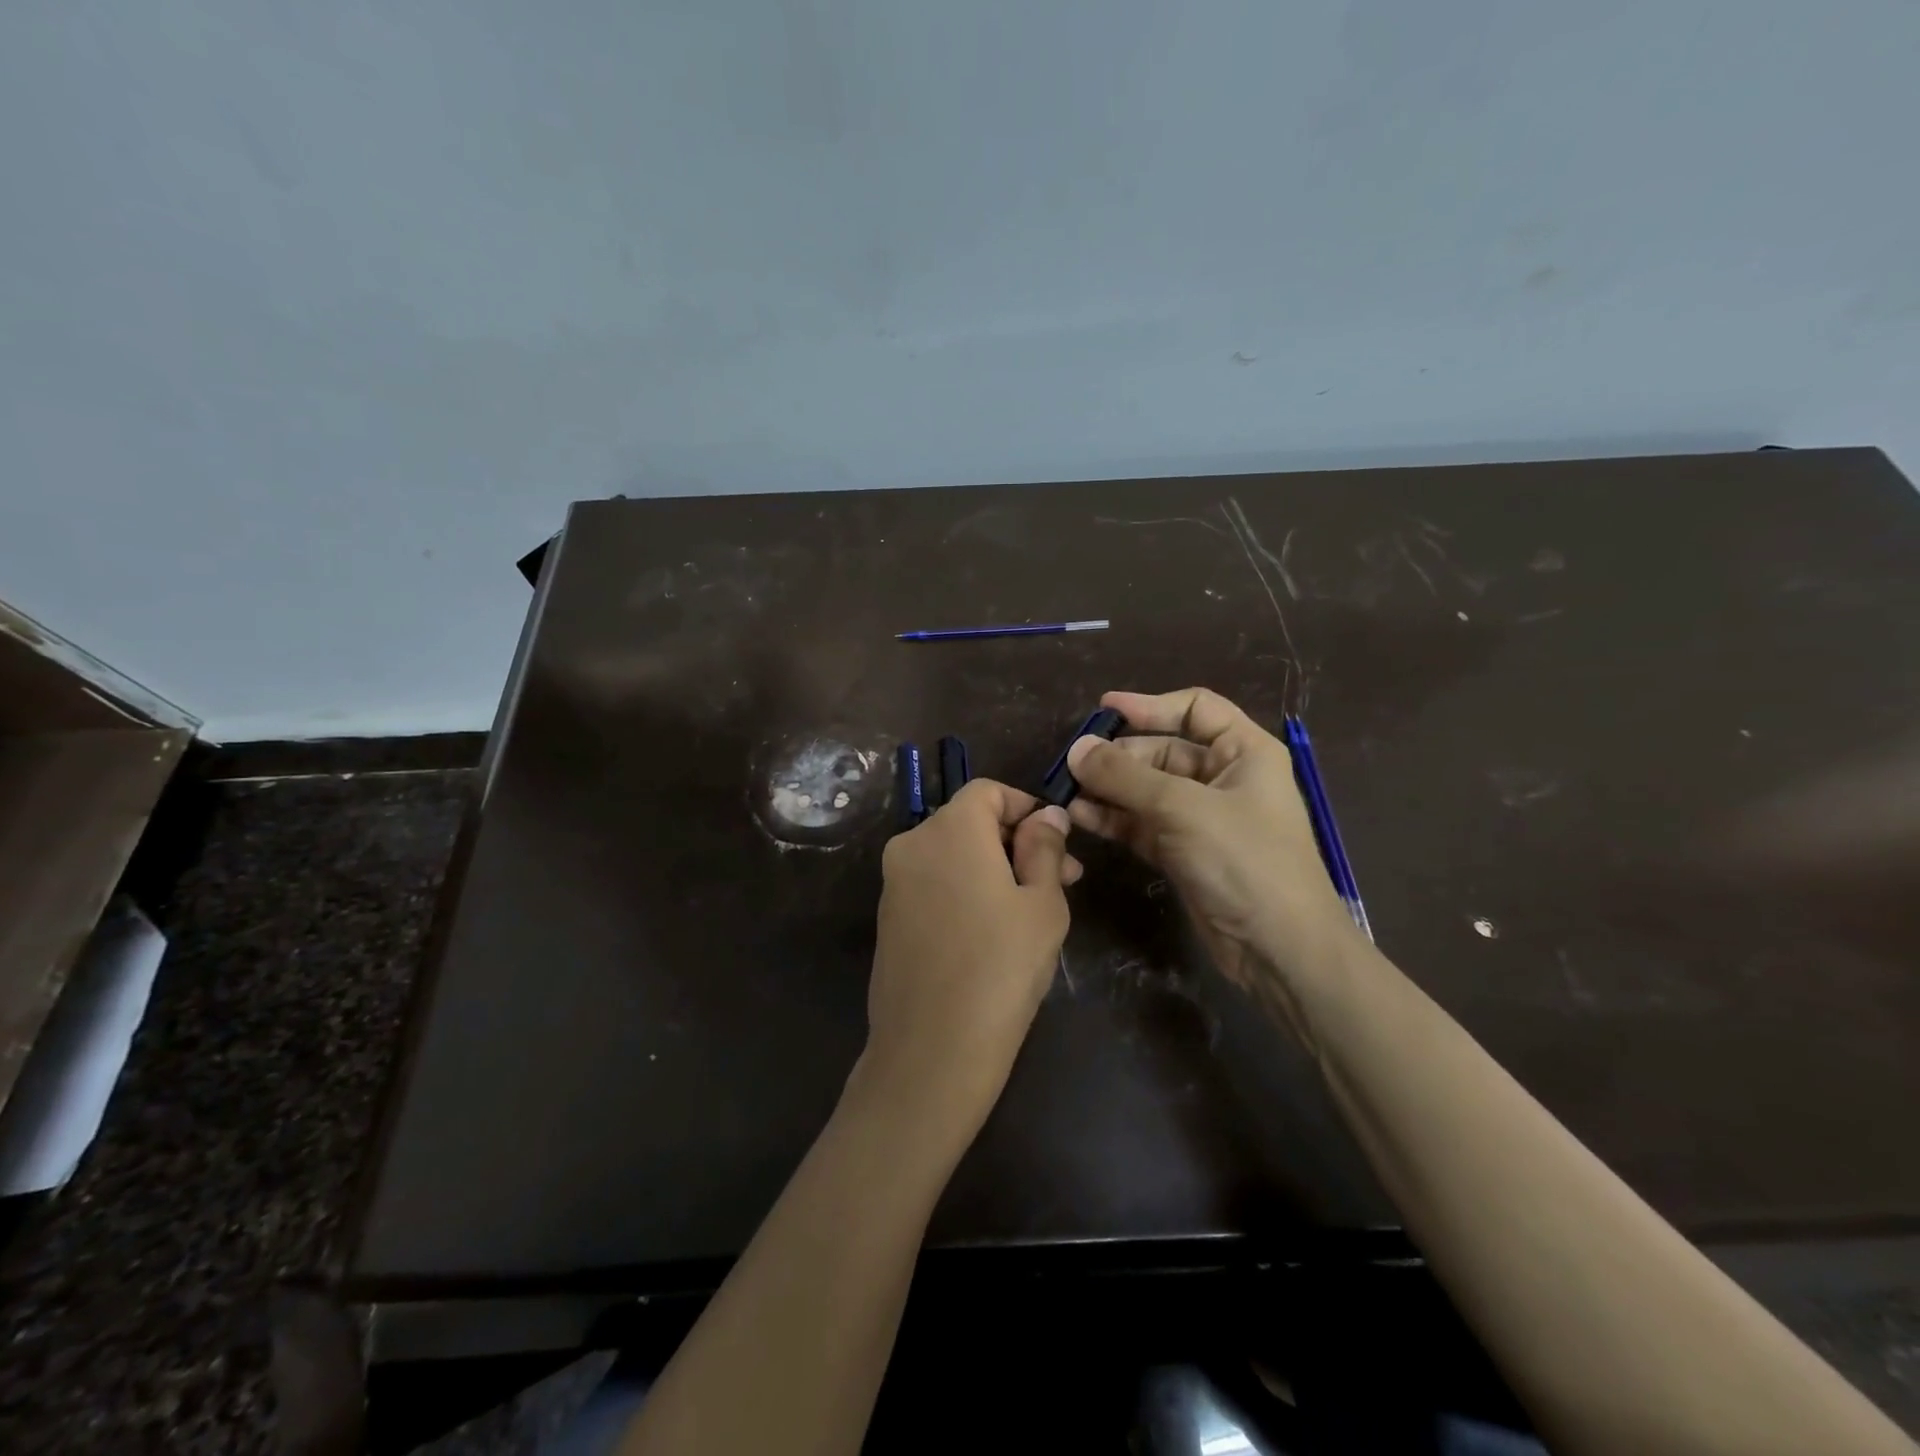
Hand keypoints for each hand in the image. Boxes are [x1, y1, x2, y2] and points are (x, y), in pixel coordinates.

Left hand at [857, 780, 1077, 1143]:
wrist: (931, 1051)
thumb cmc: (1001, 968)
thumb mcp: (1043, 904)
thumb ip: (1045, 848)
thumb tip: (1046, 816)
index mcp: (949, 829)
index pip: (988, 791)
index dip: (1027, 807)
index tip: (1059, 842)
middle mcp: (912, 844)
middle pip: (970, 822)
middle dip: (1017, 842)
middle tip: (1062, 880)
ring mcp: (894, 883)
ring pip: (953, 855)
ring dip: (995, 868)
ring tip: (1035, 909)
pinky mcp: (888, 918)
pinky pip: (934, 884)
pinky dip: (966, 890)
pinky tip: (995, 931)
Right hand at [1065, 688, 1357, 1000]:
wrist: (1278, 948)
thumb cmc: (1244, 861)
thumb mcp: (1183, 808)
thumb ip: (1125, 777)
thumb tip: (1076, 749)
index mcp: (1244, 752)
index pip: (1195, 709)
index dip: (1149, 705)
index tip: (1103, 711)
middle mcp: (1223, 778)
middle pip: (1163, 750)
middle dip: (1119, 755)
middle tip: (1073, 762)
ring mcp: (1201, 818)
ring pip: (1146, 790)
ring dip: (1108, 788)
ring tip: (1066, 790)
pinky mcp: (1182, 852)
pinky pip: (1141, 824)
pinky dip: (1112, 819)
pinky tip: (1079, 816)